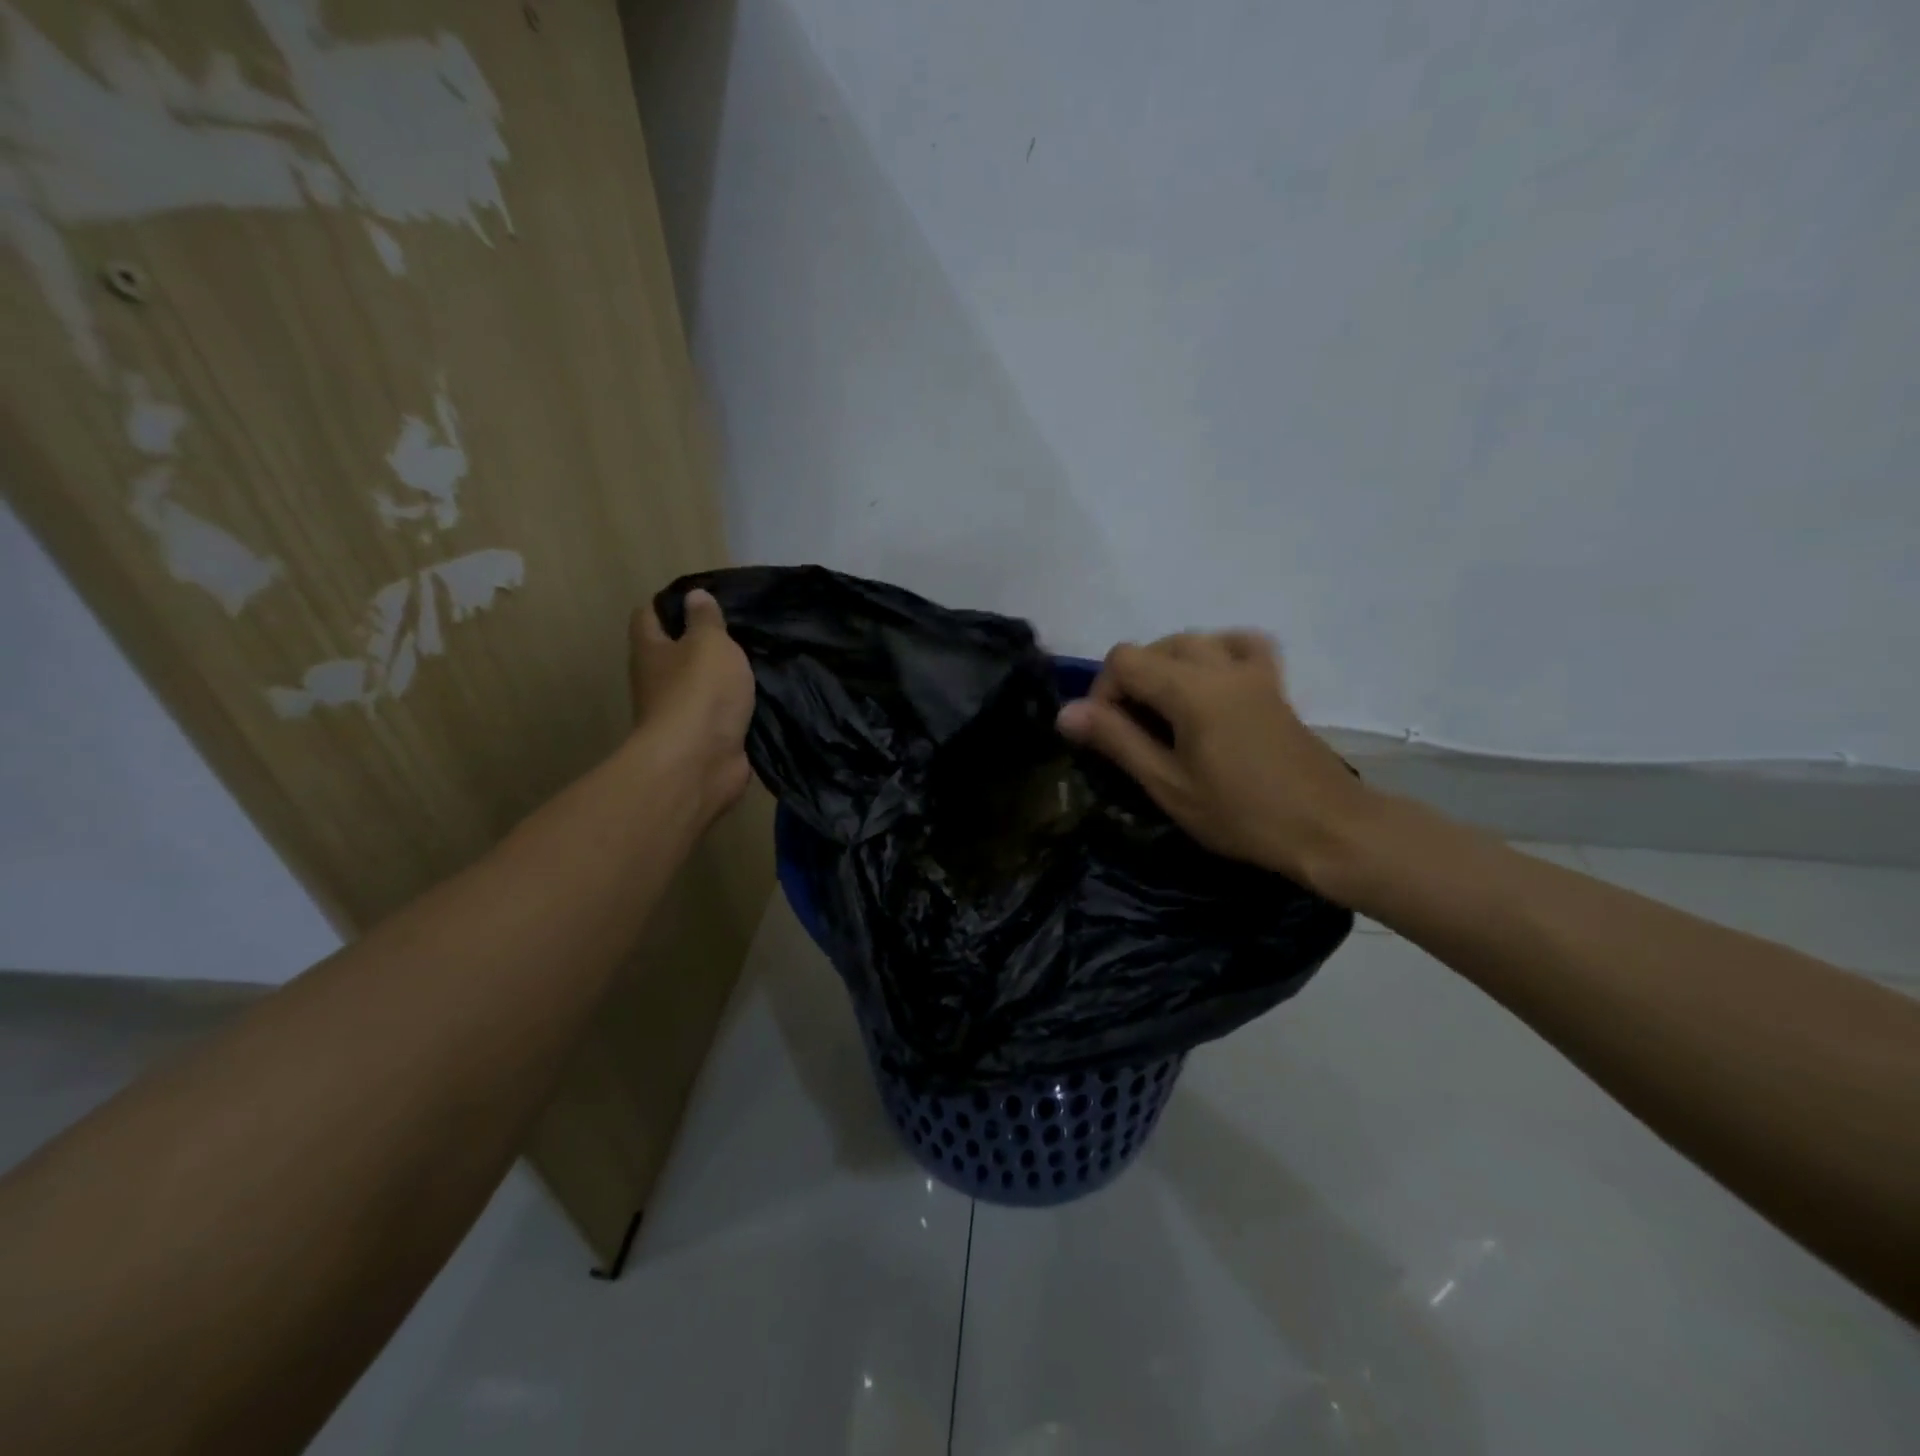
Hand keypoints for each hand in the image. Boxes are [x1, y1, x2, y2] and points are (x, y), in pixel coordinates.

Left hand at [629, 589, 754, 821]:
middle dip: (703, 642)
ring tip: (759, 660)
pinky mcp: (704, 740)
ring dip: (724, 678)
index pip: (648, 615)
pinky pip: (721, 715)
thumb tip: (694, 596)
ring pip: (702, 686)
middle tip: (741, 630)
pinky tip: (764, 696)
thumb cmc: (700, 692)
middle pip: (675, 653)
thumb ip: (706, 620)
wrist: (700, 763)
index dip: (671, 604)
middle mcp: (658, 681)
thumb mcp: (709, 643)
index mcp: (651, 651)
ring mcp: (680, 714)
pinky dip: (737, 707)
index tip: (704, 600)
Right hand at [1056, 631, 1372, 889]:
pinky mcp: (1274, 683)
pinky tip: (1211, 681)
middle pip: (1156, 646)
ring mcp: (1253, 671)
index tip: (1108, 735)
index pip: (1124, 660)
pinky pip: (1241, 645)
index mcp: (1191, 689)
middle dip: (1132, 681)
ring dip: (1167, 666)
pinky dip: (1217, 653)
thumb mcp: (1168, 784)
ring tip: (1166, 711)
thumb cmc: (1241, 815)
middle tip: (1134, 732)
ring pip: (1194, 641)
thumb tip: (1065, 712)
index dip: (1103, 692)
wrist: (1327, 828)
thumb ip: (1116, 741)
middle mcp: (1220, 665)